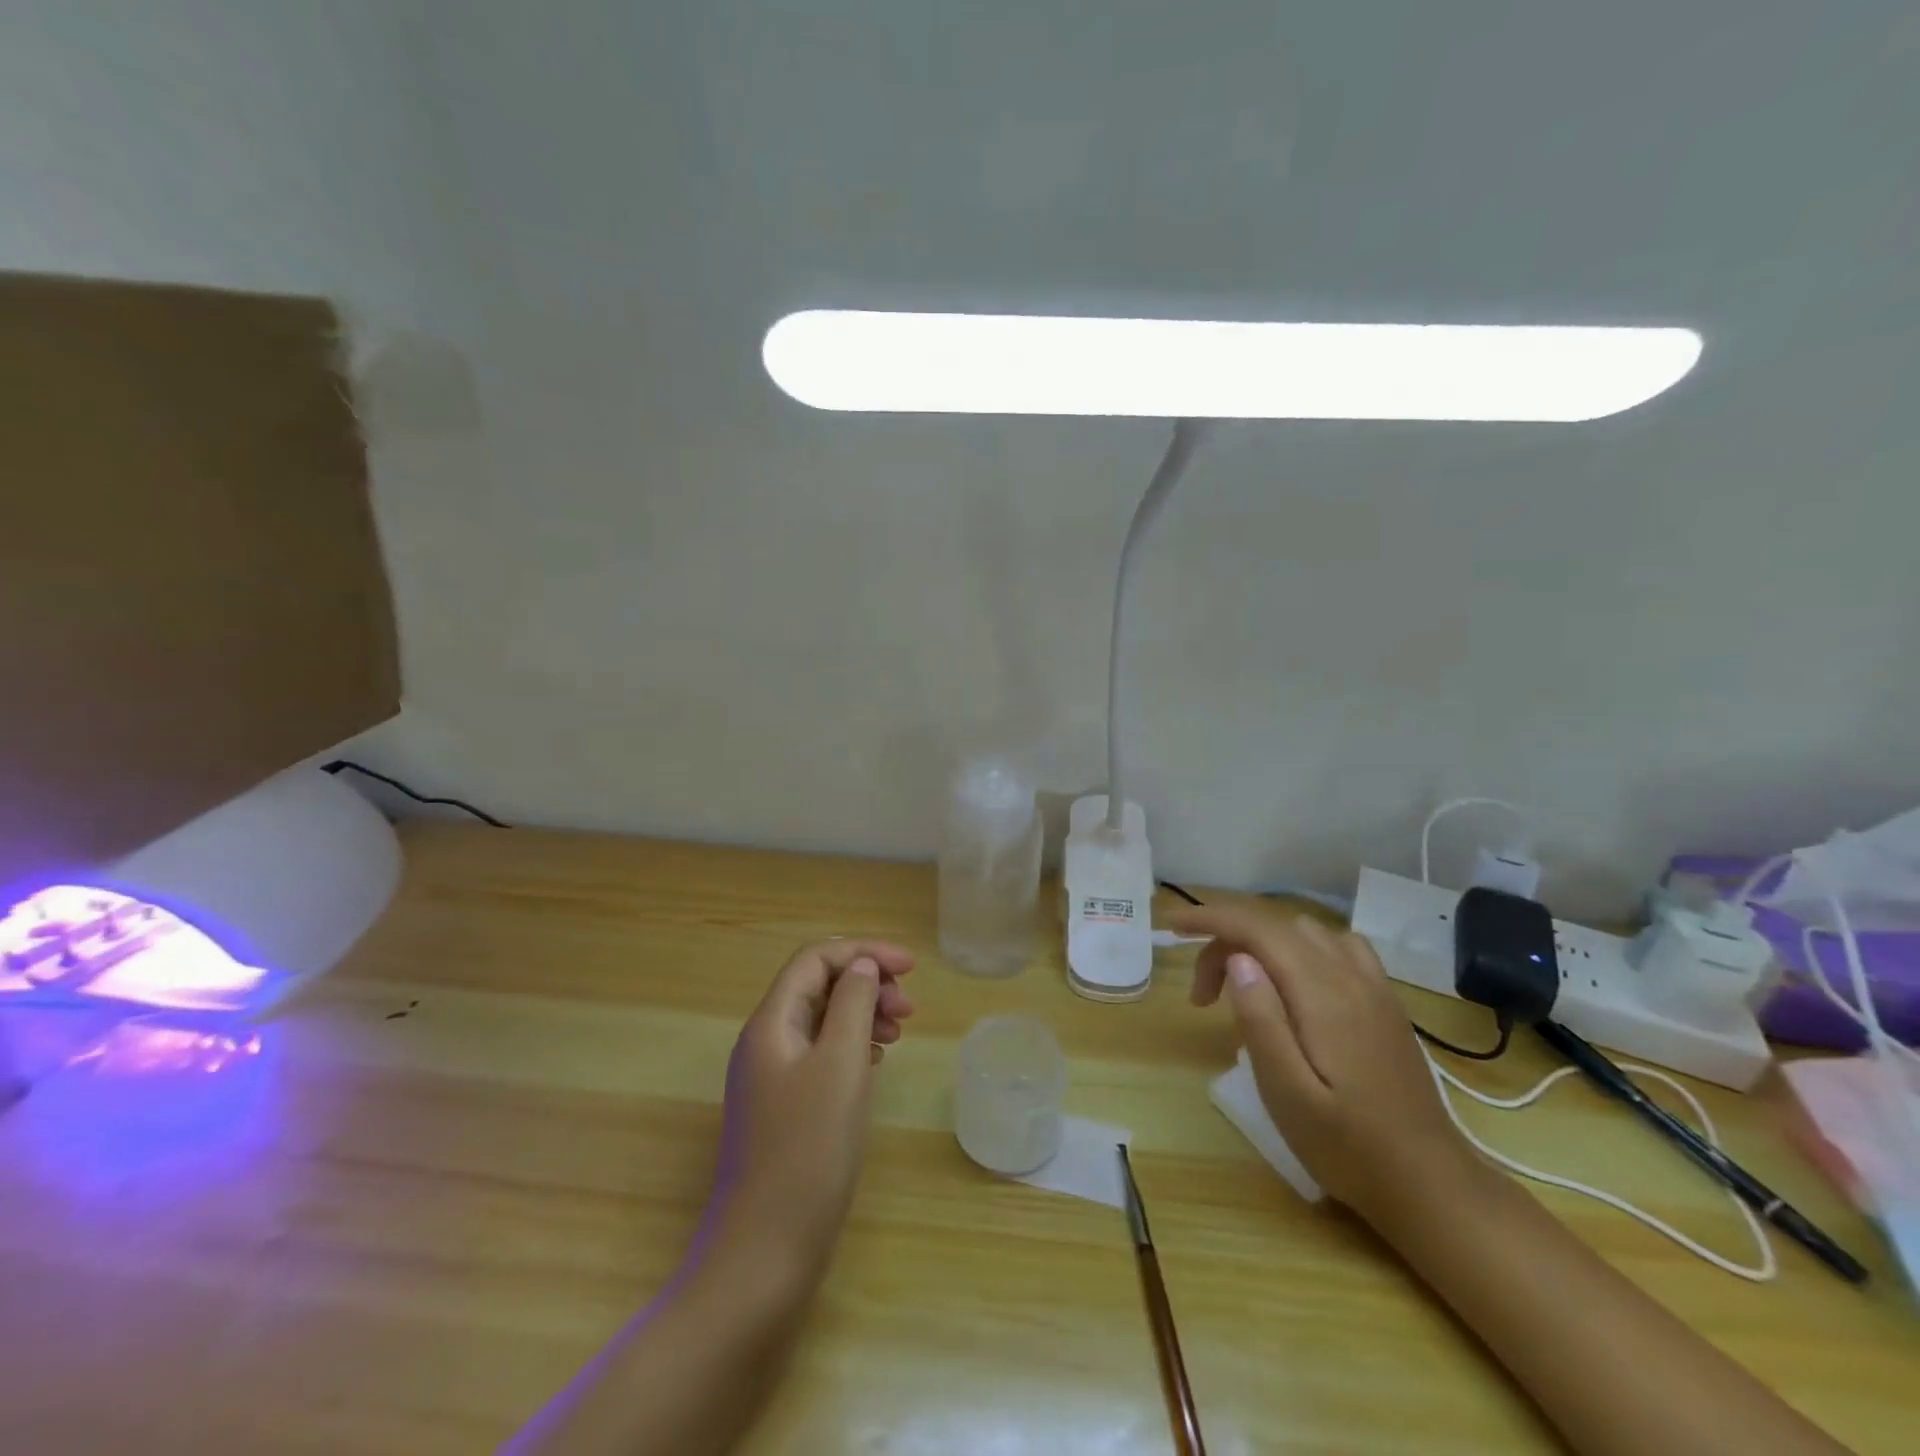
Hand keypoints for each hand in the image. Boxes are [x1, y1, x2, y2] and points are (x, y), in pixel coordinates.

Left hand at [708, 939, 915, 1275]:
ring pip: (821, 1022)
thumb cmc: (808, 1151)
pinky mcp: (784, 1110)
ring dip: (862, 1014)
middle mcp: (765, 1043)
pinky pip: (821, 1056)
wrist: (765, 1253)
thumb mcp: (840, 1065)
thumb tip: (861, 967)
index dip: (863, 952)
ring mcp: (771, 1079)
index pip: (815, 960)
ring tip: (899, 1032)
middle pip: (817, 986)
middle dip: (865, 983)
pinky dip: (852, 1046)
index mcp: (771, 1023)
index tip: (910, 967)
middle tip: (909, 1007)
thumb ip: (852, 1005)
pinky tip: (875, 1062)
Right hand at [1169, 901, 1478, 1226]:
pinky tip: (1293, 982)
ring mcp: (1374, 987)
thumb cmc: (1349, 1148)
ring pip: (1306, 931)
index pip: (1257, 928)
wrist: (1432, 1186)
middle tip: (1202, 997)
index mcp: (1322, 994)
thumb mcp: (1288, 1094)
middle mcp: (1350, 977)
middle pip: (1275, 926)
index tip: (1172, 928)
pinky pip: (1337, 946)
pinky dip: (1300, 947)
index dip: (1209, 918)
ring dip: (1262, 942)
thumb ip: (1261, 1020)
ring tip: (1242, 986)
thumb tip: (1237, 959)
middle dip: (1226, 941)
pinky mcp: (1385, 1003)